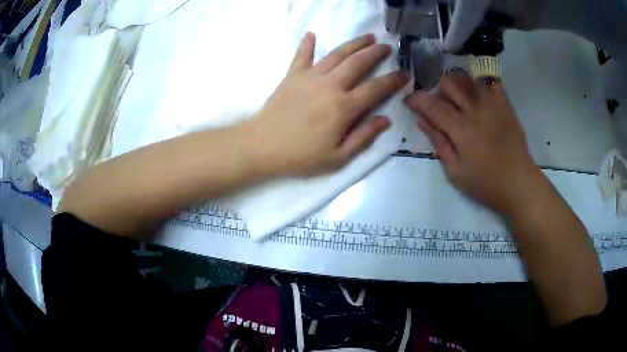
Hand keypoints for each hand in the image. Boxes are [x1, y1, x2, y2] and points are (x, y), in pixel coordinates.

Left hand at [246, 33, 406, 176]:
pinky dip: (307, 44)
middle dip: (376, 53)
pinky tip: (311, 34)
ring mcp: (310, 77)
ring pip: (337, 54)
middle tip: (387, 47)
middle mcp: (330, 85)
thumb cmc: (300, 156)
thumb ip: (363, 137)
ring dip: (354, 44)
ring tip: (367, 37)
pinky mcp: (292, 76)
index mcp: (344, 107)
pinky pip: (302, 56)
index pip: (376, 88)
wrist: (261, 146)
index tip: (404, 74)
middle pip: (358, 63)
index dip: (393, 80)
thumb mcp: (337, 157)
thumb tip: (385, 120)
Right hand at [404, 70, 538, 213]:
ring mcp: (493, 105)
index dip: (416, 100)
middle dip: (438, 90)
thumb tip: (421, 120)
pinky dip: (480, 84)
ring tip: (459, 100)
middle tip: (440, 105)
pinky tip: (478, 95)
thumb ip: (438, 143)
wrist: (519, 182)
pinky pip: (490, 83)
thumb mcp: (455, 172)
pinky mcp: (505, 105)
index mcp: (461, 130)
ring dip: (457, 85)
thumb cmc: (486, 183)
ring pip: (468, 79)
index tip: (408, 100)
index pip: (433, 105)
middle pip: (450, 83)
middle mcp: (476, 110)